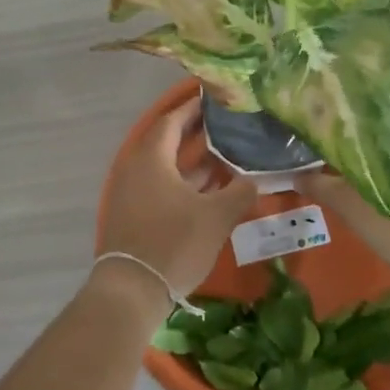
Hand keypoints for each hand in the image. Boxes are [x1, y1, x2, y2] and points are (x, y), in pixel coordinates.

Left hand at [97, 96, 257, 295]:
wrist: (132, 291)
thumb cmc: (174, 243)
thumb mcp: (216, 217)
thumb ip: (240, 192)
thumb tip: (257, 178)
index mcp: (152, 159)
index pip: (173, 121)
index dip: (193, 108)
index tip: (215, 99)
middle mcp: (137, 169)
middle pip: (168, 142)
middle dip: (197, 133)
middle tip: (227, 125)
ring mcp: (133, 193)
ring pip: (166, 167)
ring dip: (193, 160)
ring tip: (226, 153)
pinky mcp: (134, 214)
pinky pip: (161, 186)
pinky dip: (184, 182)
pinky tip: (210, 188)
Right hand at [297, 116, 389, 273]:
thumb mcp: (354, 206)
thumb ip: (322, 185)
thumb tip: (296, 174)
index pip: (365, 98)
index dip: (337, 102)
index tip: (312, 107)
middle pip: (375, 118)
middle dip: (347, 123)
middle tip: (315, 129)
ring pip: (386, 137)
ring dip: (362, 143)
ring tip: (329, 149)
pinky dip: (376, 158)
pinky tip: (355, 171)